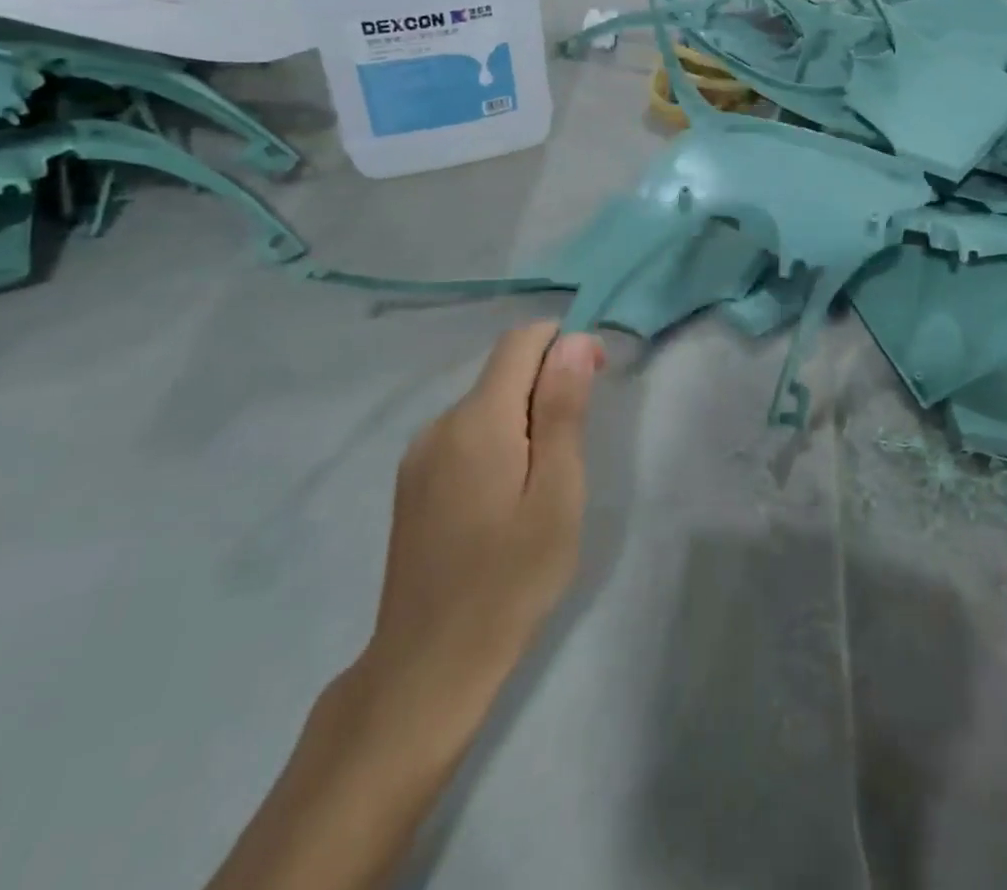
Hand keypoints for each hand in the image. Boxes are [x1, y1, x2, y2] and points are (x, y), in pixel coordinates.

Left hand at [205, 324, 604, 889]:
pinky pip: (464, 434)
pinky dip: (496, 441)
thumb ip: (563, 410)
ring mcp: (420, 453)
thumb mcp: (557, 493)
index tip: (594, 378)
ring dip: (523, 417)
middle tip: (574, 450)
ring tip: (542, 482)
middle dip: (547, 386)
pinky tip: (505, 499)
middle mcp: (441, 422)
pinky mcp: (412, 482)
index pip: (521, 341)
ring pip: (485, 404)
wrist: (427, 666)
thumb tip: (573, 340)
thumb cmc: (510, 580)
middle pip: (503, 371)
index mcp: (478, 419)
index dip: (563, 343)